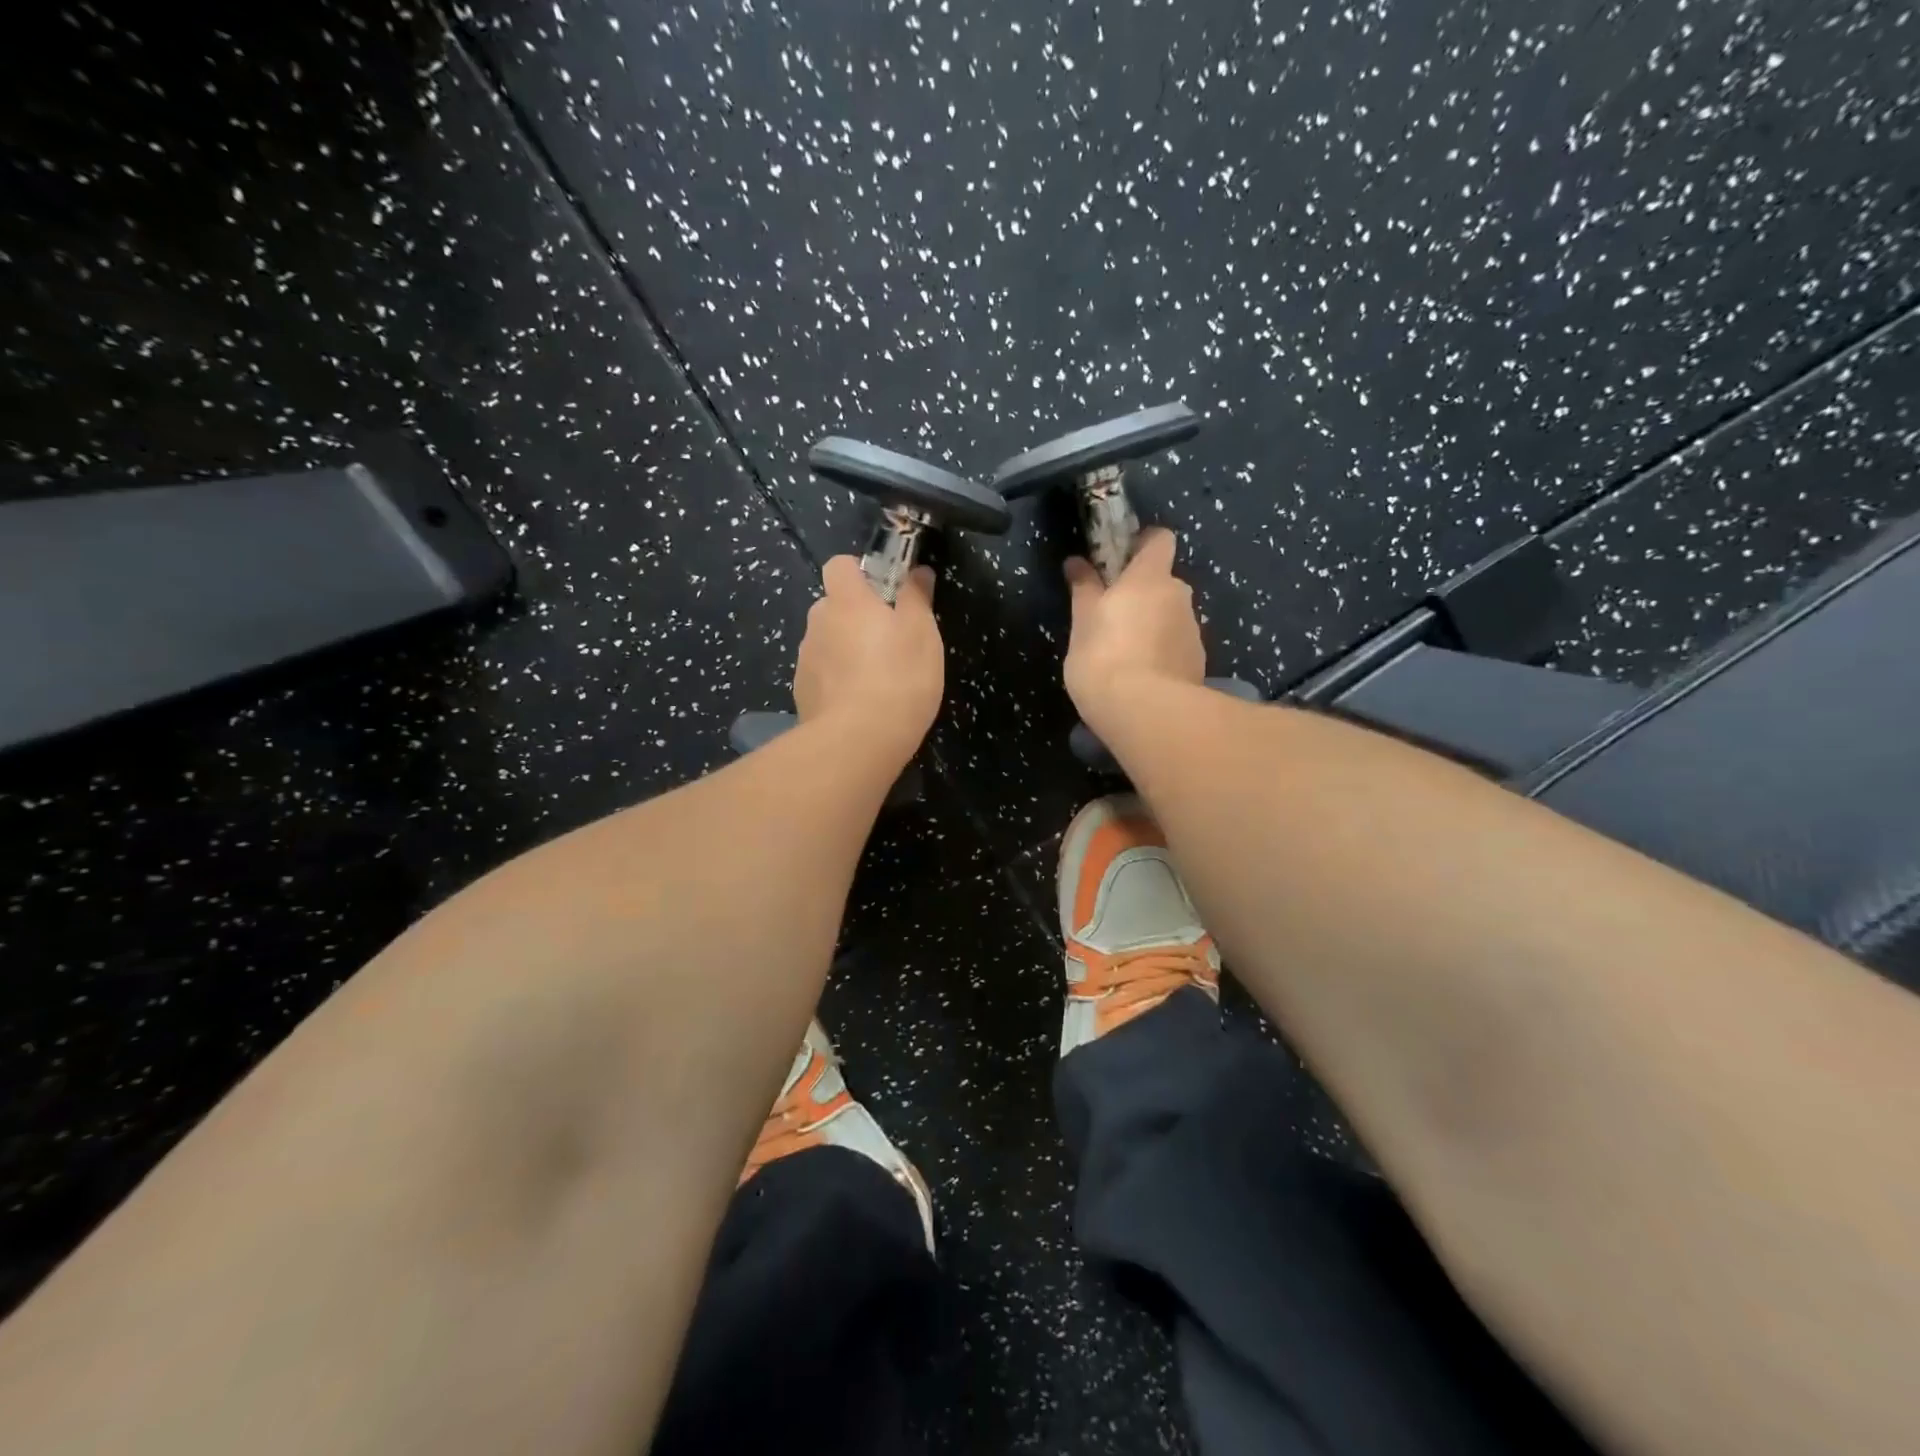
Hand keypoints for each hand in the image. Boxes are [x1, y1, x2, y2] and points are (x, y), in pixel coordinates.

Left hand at [793, 556, 943, 761]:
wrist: (857, 741)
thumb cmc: (899, 677)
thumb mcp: (922, 633)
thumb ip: (917, 597)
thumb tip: (918, 571)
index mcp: (846, 600)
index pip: (840, 565)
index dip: (859, 572)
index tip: (883, 591)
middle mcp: (818, 622)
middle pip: (832, 606)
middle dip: (855, 616)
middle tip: (887, 641)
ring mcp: (805, 659)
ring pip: (826, 643)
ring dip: (845, 651)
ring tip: (875, 680)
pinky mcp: (802, 692)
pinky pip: (821, 675)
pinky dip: (836, 682)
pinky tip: (859, 704)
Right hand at [1062, 528, 1204, 729]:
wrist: (1146, 712)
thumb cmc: (1104, 657)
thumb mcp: (1082, 622)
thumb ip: (1084, 588)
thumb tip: (1077, 562)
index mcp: (1150, 577)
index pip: (1159, 539)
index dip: (1141, 544)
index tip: (1119, 560)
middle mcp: (1180, 596)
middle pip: (1164, 582)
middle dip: (1142, 594)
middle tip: (1112, 617)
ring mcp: (1193, 631)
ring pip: (1171, 617)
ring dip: (1152, 626)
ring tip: (1124, 655)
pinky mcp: (1199, 663)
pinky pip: (1176, 647)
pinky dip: (1161, 654)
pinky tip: (1140, 678)